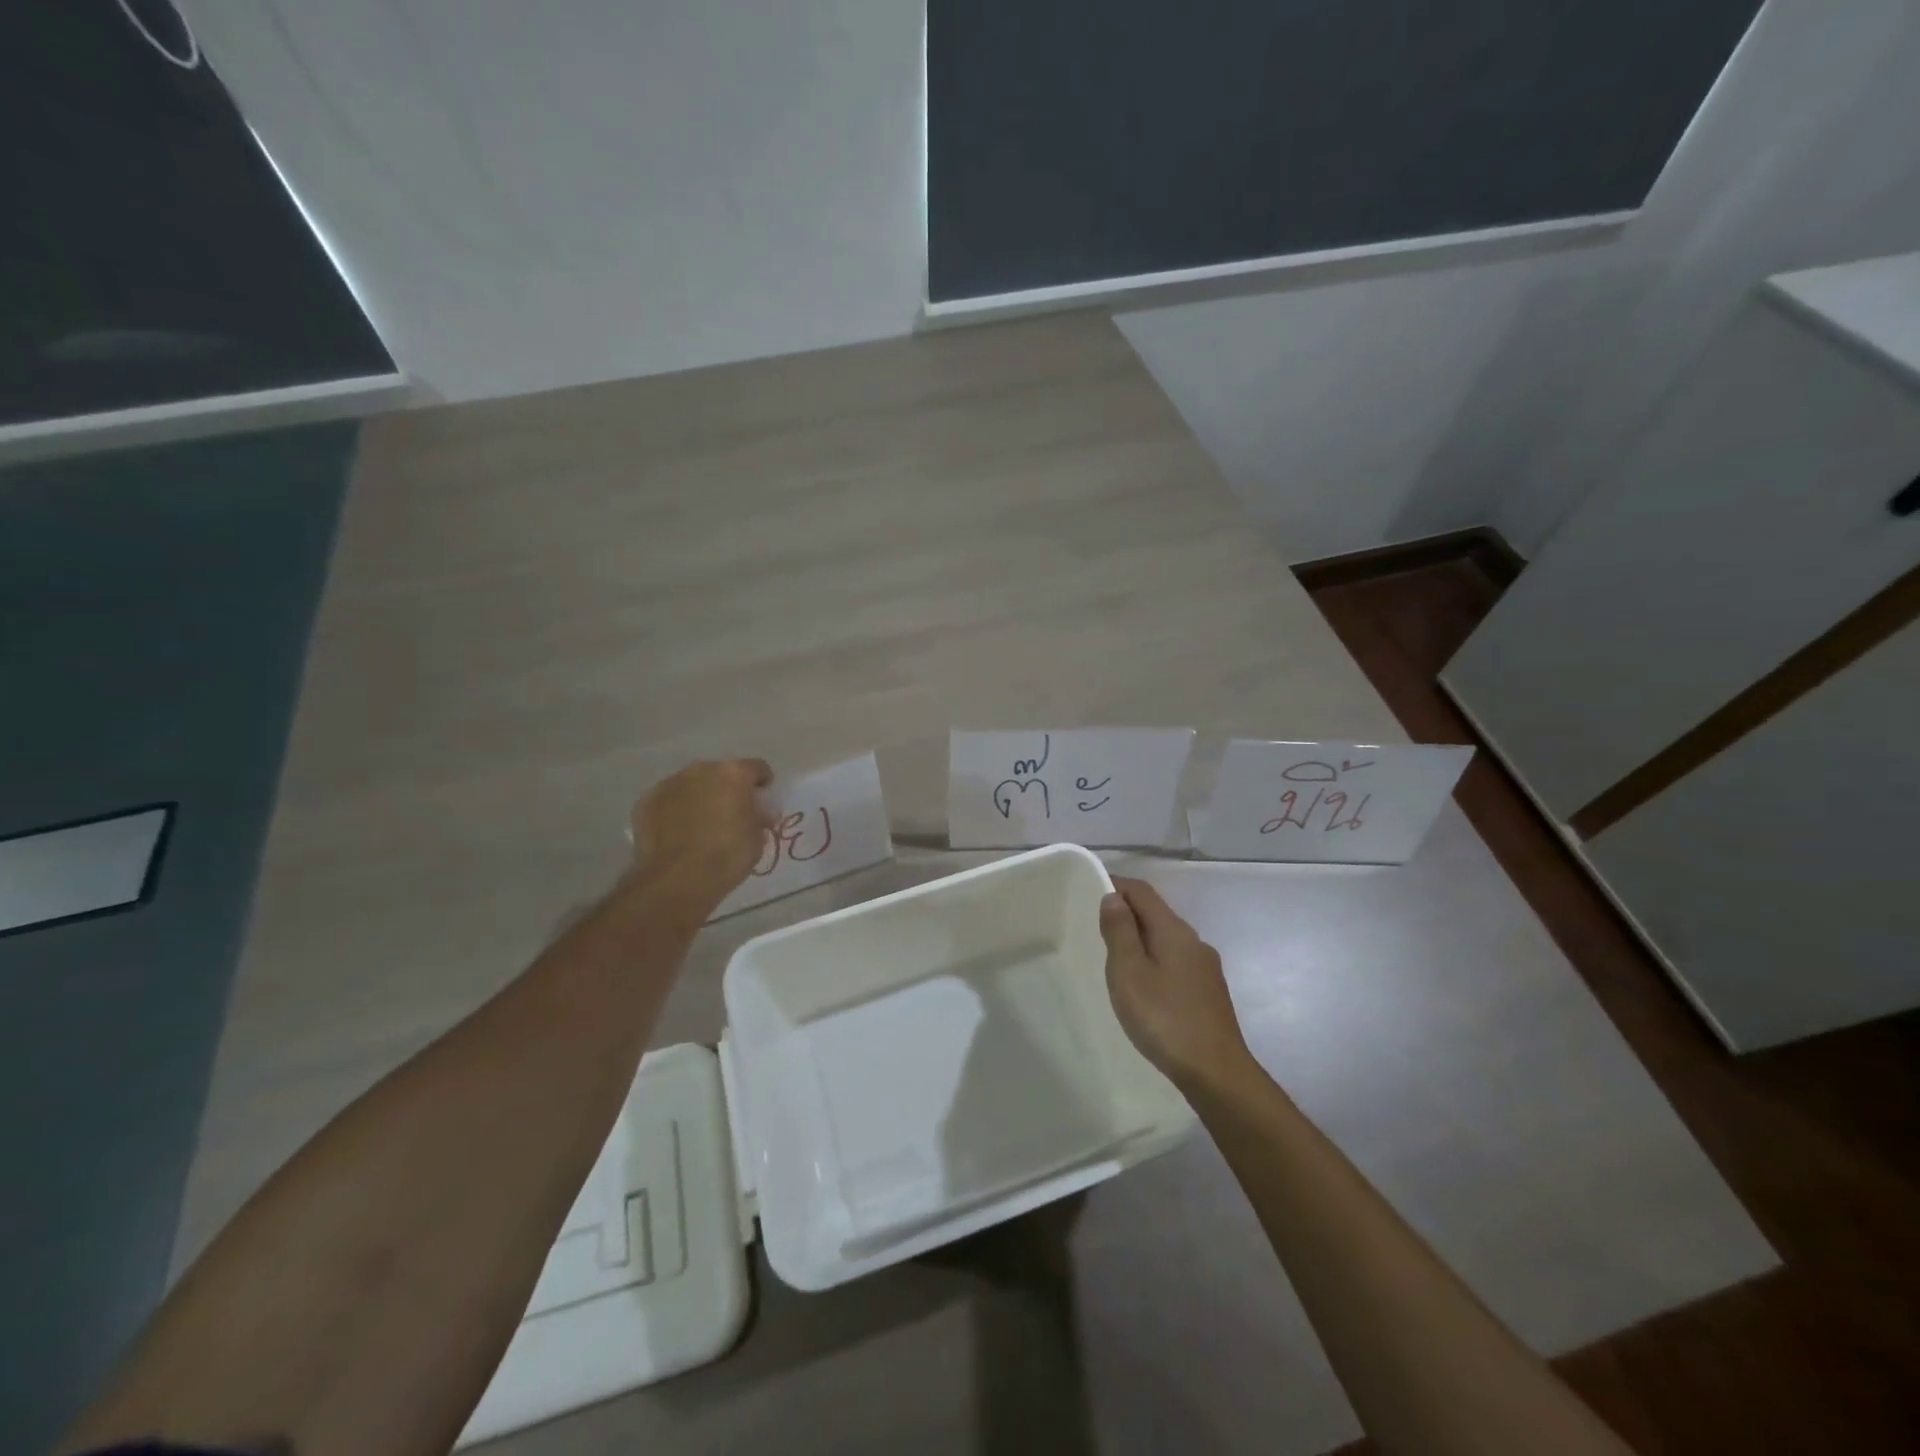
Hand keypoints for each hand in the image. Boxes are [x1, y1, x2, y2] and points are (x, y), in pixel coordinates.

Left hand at [628, 758, 776, 901]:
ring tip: (702, 826)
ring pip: (692, 785)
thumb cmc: (727, 856)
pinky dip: (675, 812)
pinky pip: (668, 801)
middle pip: (721, 774)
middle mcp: (700, 770)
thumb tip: (758, 812)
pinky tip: (677, 834)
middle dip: (728, 790)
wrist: (677, 879)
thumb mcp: (758, 837)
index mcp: (733, 773)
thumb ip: (759, 816)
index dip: (764, 786)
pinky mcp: (646, 802)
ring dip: (700, 798)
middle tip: (732, 816)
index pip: (758, 769)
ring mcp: (669, 784)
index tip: (764, 805)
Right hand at [1098, 877, 1252, 1089]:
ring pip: (1167, 938)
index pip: (1142, 891)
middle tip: (1096, 925)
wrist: (1216, 1072)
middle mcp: (1193, 941)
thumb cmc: (1164, 1018)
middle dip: (1127, 912)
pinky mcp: (1209, 991)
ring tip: (1116, 957)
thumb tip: (1114, 897)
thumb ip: (1120, 931)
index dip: (1117, 884)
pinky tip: (1145, 985)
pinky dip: (1155, 959)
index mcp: (1173, 930)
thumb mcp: (1129, 972)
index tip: (1090, 889)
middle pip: (1157, 913)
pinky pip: (1176, 960)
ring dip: (1141, 938)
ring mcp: (1205, 967)